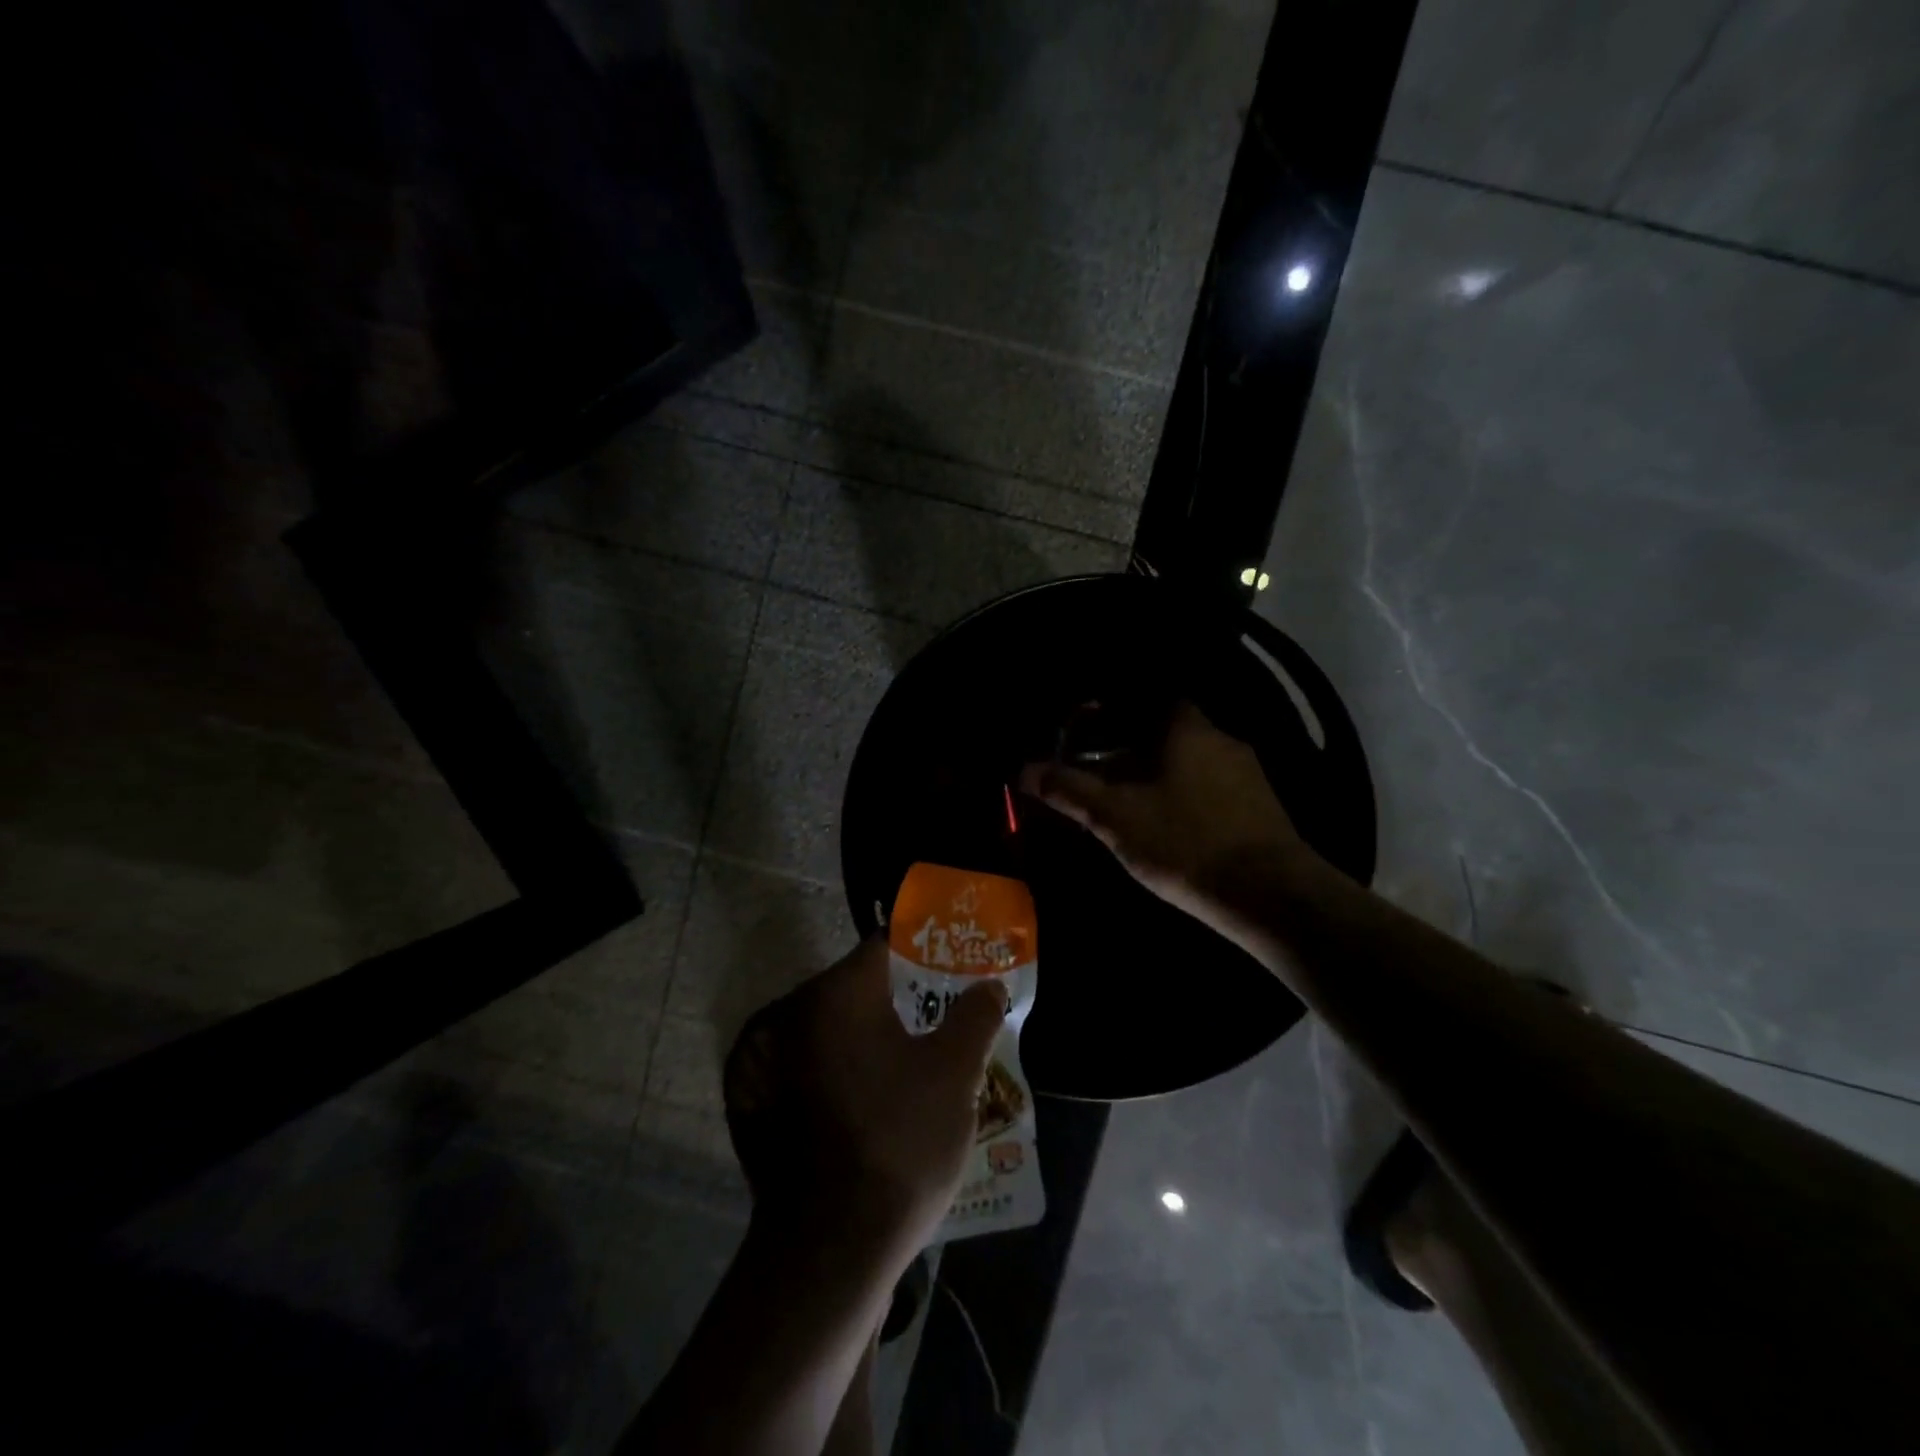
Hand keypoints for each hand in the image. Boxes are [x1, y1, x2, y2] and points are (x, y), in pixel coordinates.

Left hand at [724, 938, 1004, 1262]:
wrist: (827, 1253)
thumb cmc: (899, 1143)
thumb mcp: (955, 1073)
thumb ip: (975, 1015)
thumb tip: (988, 984)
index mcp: (834, 994)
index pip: (884, 948)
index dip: (924, 954)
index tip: (952, 971)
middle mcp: (789, 1014)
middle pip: (854, 987)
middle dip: (898, 999)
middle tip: (937, 1022)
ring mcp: (764, 1061)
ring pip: (829, 1029)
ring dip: (865, 1037)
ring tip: (907, 1064)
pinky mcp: (754, 1104)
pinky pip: (806, 1066)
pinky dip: (835, 1069)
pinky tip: (865, 1100)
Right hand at [1020, 701, 1314, 940]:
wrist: (1268, 894)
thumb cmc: (1183, 841)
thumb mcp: (1114, 817)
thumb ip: (1068, 790)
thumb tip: (1023, 769)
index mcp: (1186, 729)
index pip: (1152, 701)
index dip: (1119, 716)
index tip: (1093, 738)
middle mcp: (1222, 740)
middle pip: (1169, 734)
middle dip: (1135, 752)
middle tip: (1105, 779)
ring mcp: (1249, 774)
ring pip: (1192, 764)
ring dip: (1162, 778)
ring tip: (1134, 809)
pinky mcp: (1263, 808)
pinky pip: (1214, 790)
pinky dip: (1189, 800)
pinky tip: (1175, 831)